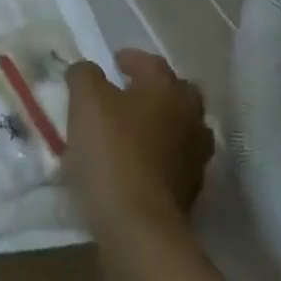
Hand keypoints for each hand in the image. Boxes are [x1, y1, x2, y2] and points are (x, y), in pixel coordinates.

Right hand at [64, 49, 214, 238]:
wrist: (137, 222)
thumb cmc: (111, 150)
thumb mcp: (85, 100)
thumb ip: (85, 75)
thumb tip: (88, 70)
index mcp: (168, 90)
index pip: (152, 63)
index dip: (131, 58)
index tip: (113, 61)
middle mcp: (190, 118)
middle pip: (179, 93)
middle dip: (156, 88)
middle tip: (128, 92)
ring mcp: (196, 155)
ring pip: (182, 126)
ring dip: (161, 121)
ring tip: (133, 127)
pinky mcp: (191, 188)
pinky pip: (176, 157)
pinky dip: (160, 151)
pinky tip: (138, 158)